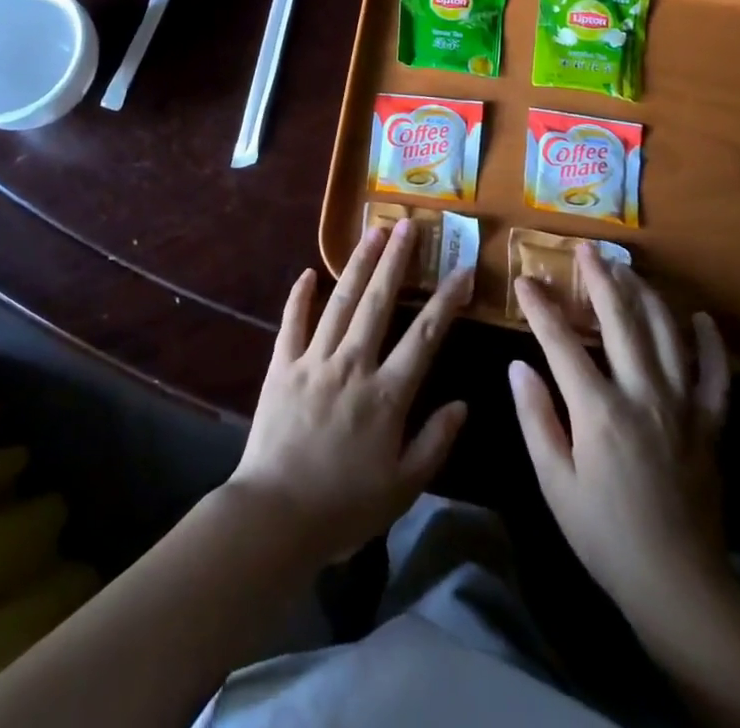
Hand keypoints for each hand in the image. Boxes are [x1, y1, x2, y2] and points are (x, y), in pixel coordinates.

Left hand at [225, 220, 473, 563]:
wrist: (275, 516)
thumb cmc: (344, 507)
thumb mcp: (403, 487)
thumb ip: (435, 442)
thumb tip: (463, 403)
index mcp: (387, 394)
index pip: (425, 336)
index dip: (447, 300)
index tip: (463, 271)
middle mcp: (352, 364)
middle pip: (379, 302)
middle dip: (396, 260)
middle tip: (407, 225)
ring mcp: (314, 360)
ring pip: (340, 302)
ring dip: (357, 265)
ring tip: (372, 232)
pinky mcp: (282, 365)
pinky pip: (292, 322)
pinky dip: (299, 296)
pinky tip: (308, 272)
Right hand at [509, 246, 731, 623]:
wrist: (680, 586)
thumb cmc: (605, 535)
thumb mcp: (554, 482)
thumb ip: (535, 417)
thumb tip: (518, 365)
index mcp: (599, 410)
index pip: (561, 341)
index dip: (540, 306)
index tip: (524, 279)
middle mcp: (643, 395)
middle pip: (620, 320)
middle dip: (599, 278)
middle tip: (585, 248)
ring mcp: (683, 406)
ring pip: (666, 334)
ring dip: (645, 295)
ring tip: (626, 269)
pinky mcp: (710, 424)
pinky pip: (715, 374)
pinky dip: (709, 343)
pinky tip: (699, 318)